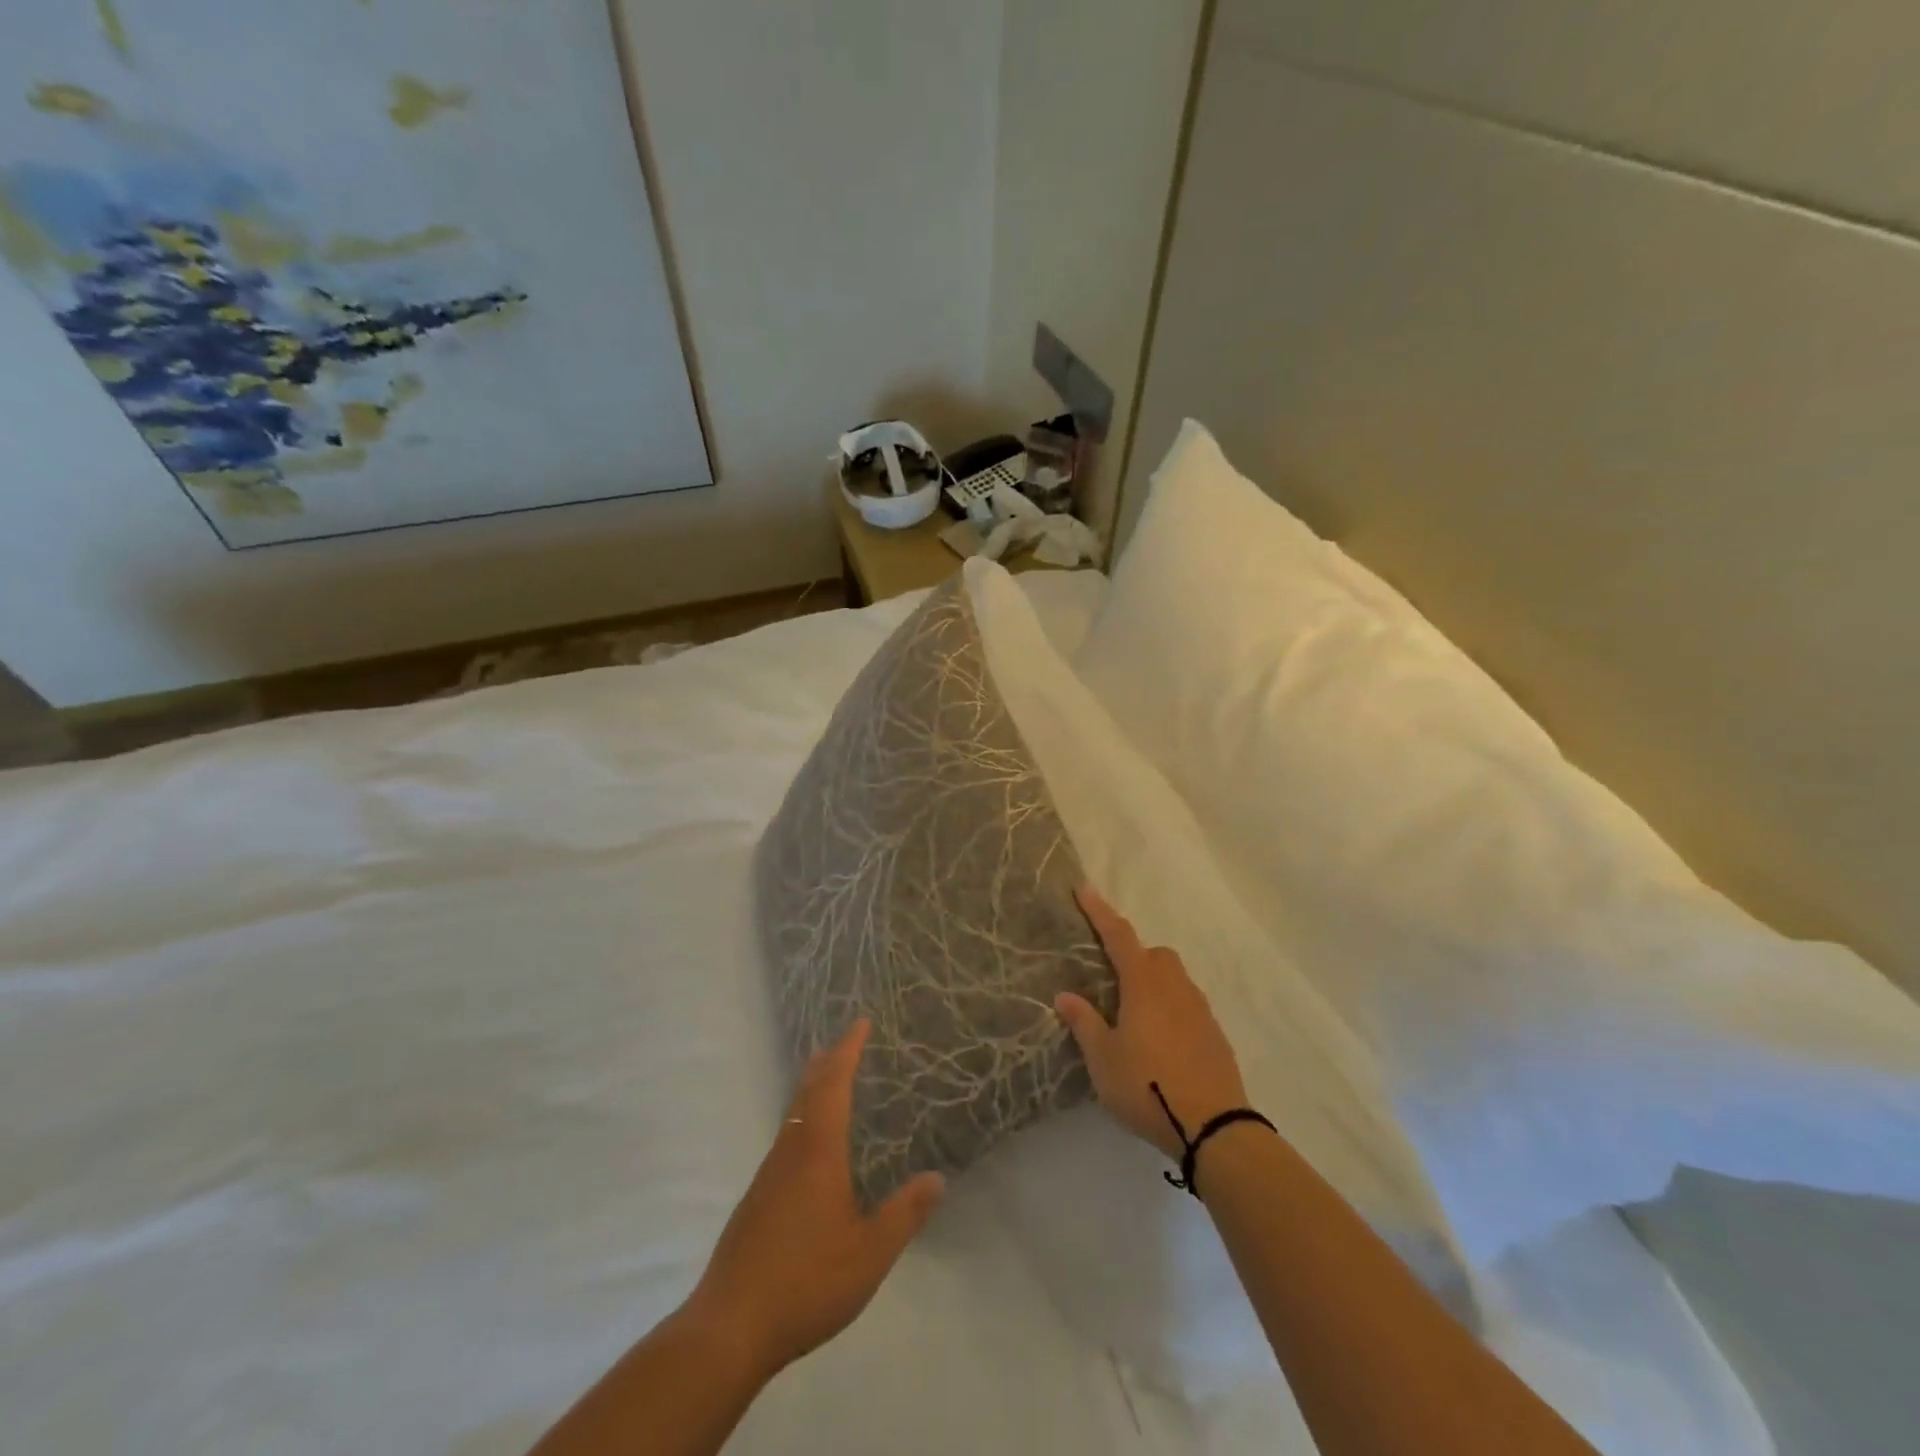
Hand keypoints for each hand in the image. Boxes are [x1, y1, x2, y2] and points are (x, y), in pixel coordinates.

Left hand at [684, 1020, 944, 1381]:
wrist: (730, 1326)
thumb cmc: (806, 1281)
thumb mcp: (870, 1253)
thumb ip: (904, 1213)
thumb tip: (937, 1178)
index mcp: (818, 1150)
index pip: (834, 1084)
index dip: (848, 1051)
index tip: (860, 1023)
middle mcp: (790, 1151)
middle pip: (807, 1092)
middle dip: (827, 1062)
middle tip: (844, 1041)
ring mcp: (768, 1175)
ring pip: (793, 1115)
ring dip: (812, 1089)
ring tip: (827, 1079)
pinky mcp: (756, 1200)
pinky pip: (785, 1139)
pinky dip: (802, 1119)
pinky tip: (809, 1145)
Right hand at [1056, 885, 1249, 1160]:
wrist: (1214, 1127)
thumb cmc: (1147, 1086)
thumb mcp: (1103, 1058)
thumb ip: (1084, 1022)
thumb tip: (1064, 994)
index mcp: (1144, 985)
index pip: (1119, 936)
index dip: (1100, 912)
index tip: (1084, 889)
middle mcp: (1175, 987)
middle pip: (1154, 954)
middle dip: (1132, 954)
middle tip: (1111, 979)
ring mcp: (1200, 1010)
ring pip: (1174, 978)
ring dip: (1153, 981)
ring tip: (1134, 1013)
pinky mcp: (1214, 1034)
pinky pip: (1188, 1004)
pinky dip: (1171, 1007)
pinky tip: (1160, 1039)